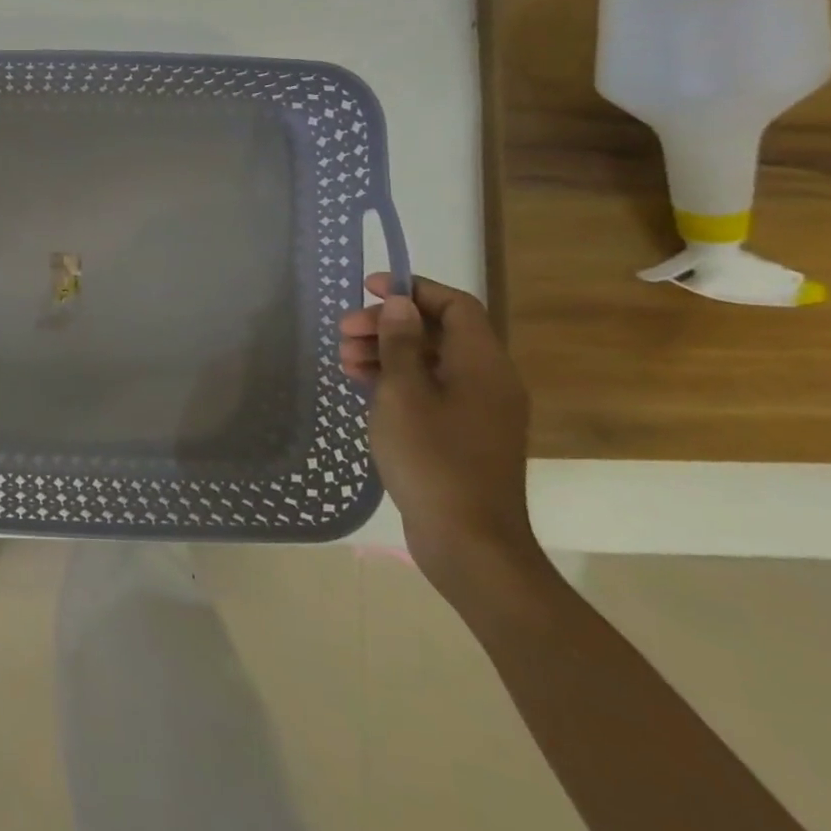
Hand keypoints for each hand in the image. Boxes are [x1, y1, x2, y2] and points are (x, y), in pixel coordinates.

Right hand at [339, 273, 543, 597]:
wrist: (468, 541)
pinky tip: (362, 386)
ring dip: (386, 353)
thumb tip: (401, 304)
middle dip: (388, 325)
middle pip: (438, 332)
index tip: (368, 289)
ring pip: (430, 362)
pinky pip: (429, 390)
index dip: (412, 289)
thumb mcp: (404, 394)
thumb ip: (400, 344)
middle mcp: (488, 380)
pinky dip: (396, 380)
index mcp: (483, 364)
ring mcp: (477, 410)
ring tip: (343, 361)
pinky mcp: (463, 434)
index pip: (454, 305)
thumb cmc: (433, 458)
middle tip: (343, 332)